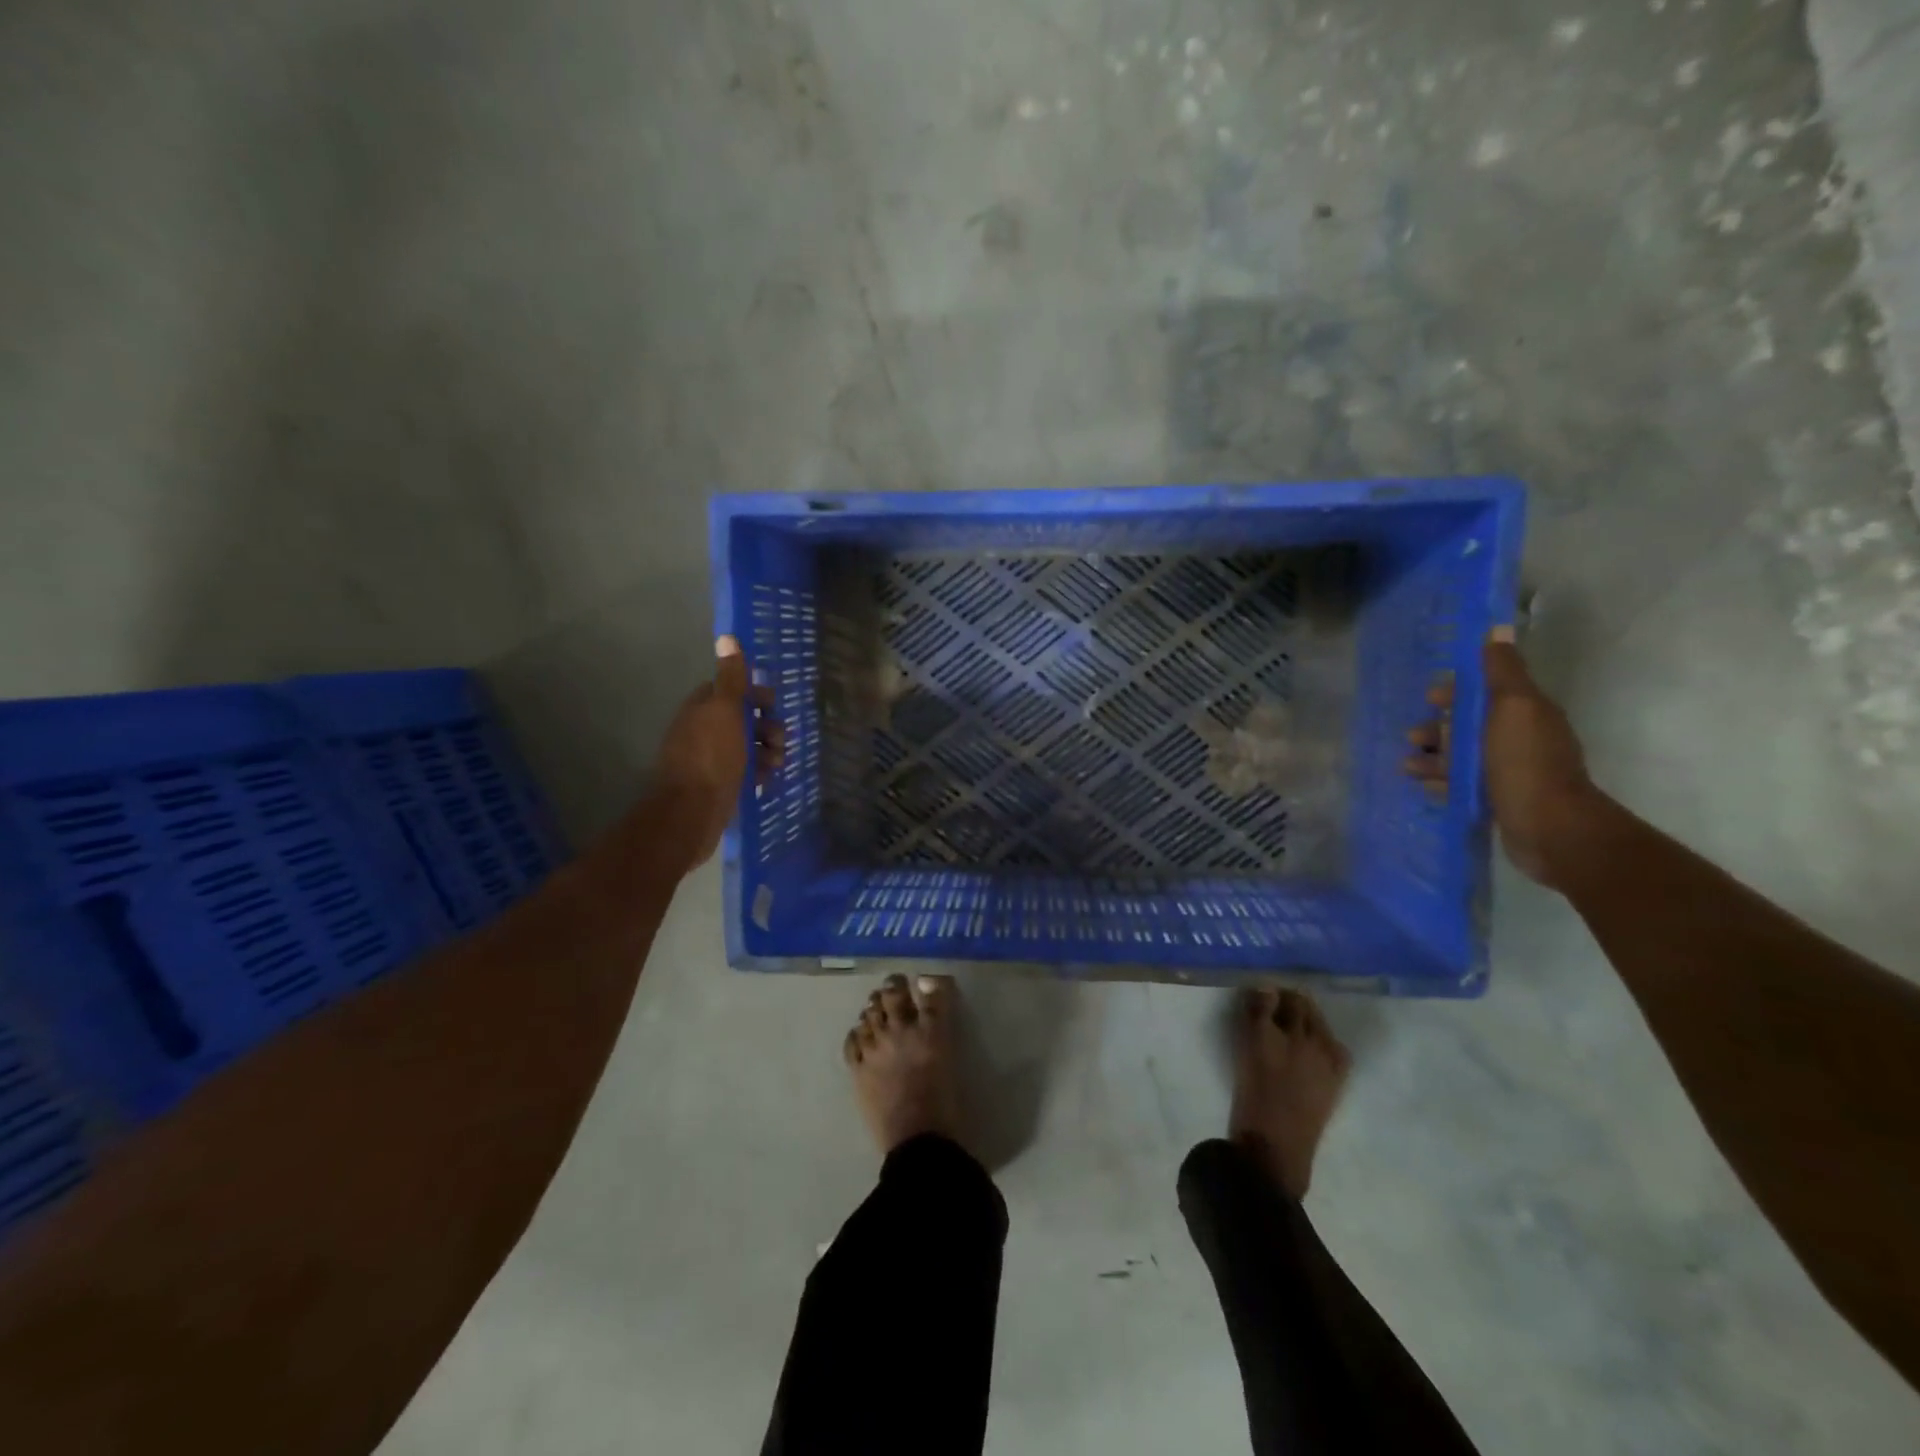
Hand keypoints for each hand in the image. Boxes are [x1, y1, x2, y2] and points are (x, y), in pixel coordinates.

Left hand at [653, 635, 783, 869]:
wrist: (692, 813)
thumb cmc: (712, 757)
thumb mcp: (725, 710)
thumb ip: (731, 678)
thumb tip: (727, 637)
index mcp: (701, 709)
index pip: (730, 691)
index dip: (754, 695)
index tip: (773, 704)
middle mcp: (702, 731)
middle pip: (742, 720)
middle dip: (766, 726)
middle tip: (779, 740)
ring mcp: (710, 761)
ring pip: (746, 747)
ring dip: (766, 750)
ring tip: (776, 764)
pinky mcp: (719, 786)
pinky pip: (745, 771)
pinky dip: (759, 772)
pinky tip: (767, 780)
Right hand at [1403, 629, 1600, 886]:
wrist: (1550, 828)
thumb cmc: (1526, 763)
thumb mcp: (1514, 708)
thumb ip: (1503, 672)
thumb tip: (1497, 630)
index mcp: (1526, 713)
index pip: (1487, 692)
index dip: (1456, 691)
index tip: (1430, 698)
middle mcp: (1519, 739)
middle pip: (1469, 725)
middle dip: (1438, 727)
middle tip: (1412, 737)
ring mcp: (1509, 772)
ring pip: (1461, 756)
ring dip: (1433, 756)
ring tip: (1408, 766)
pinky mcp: (1498, 801)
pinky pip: (1461, 784)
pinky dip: (1441, 782)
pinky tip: (1423, 786)